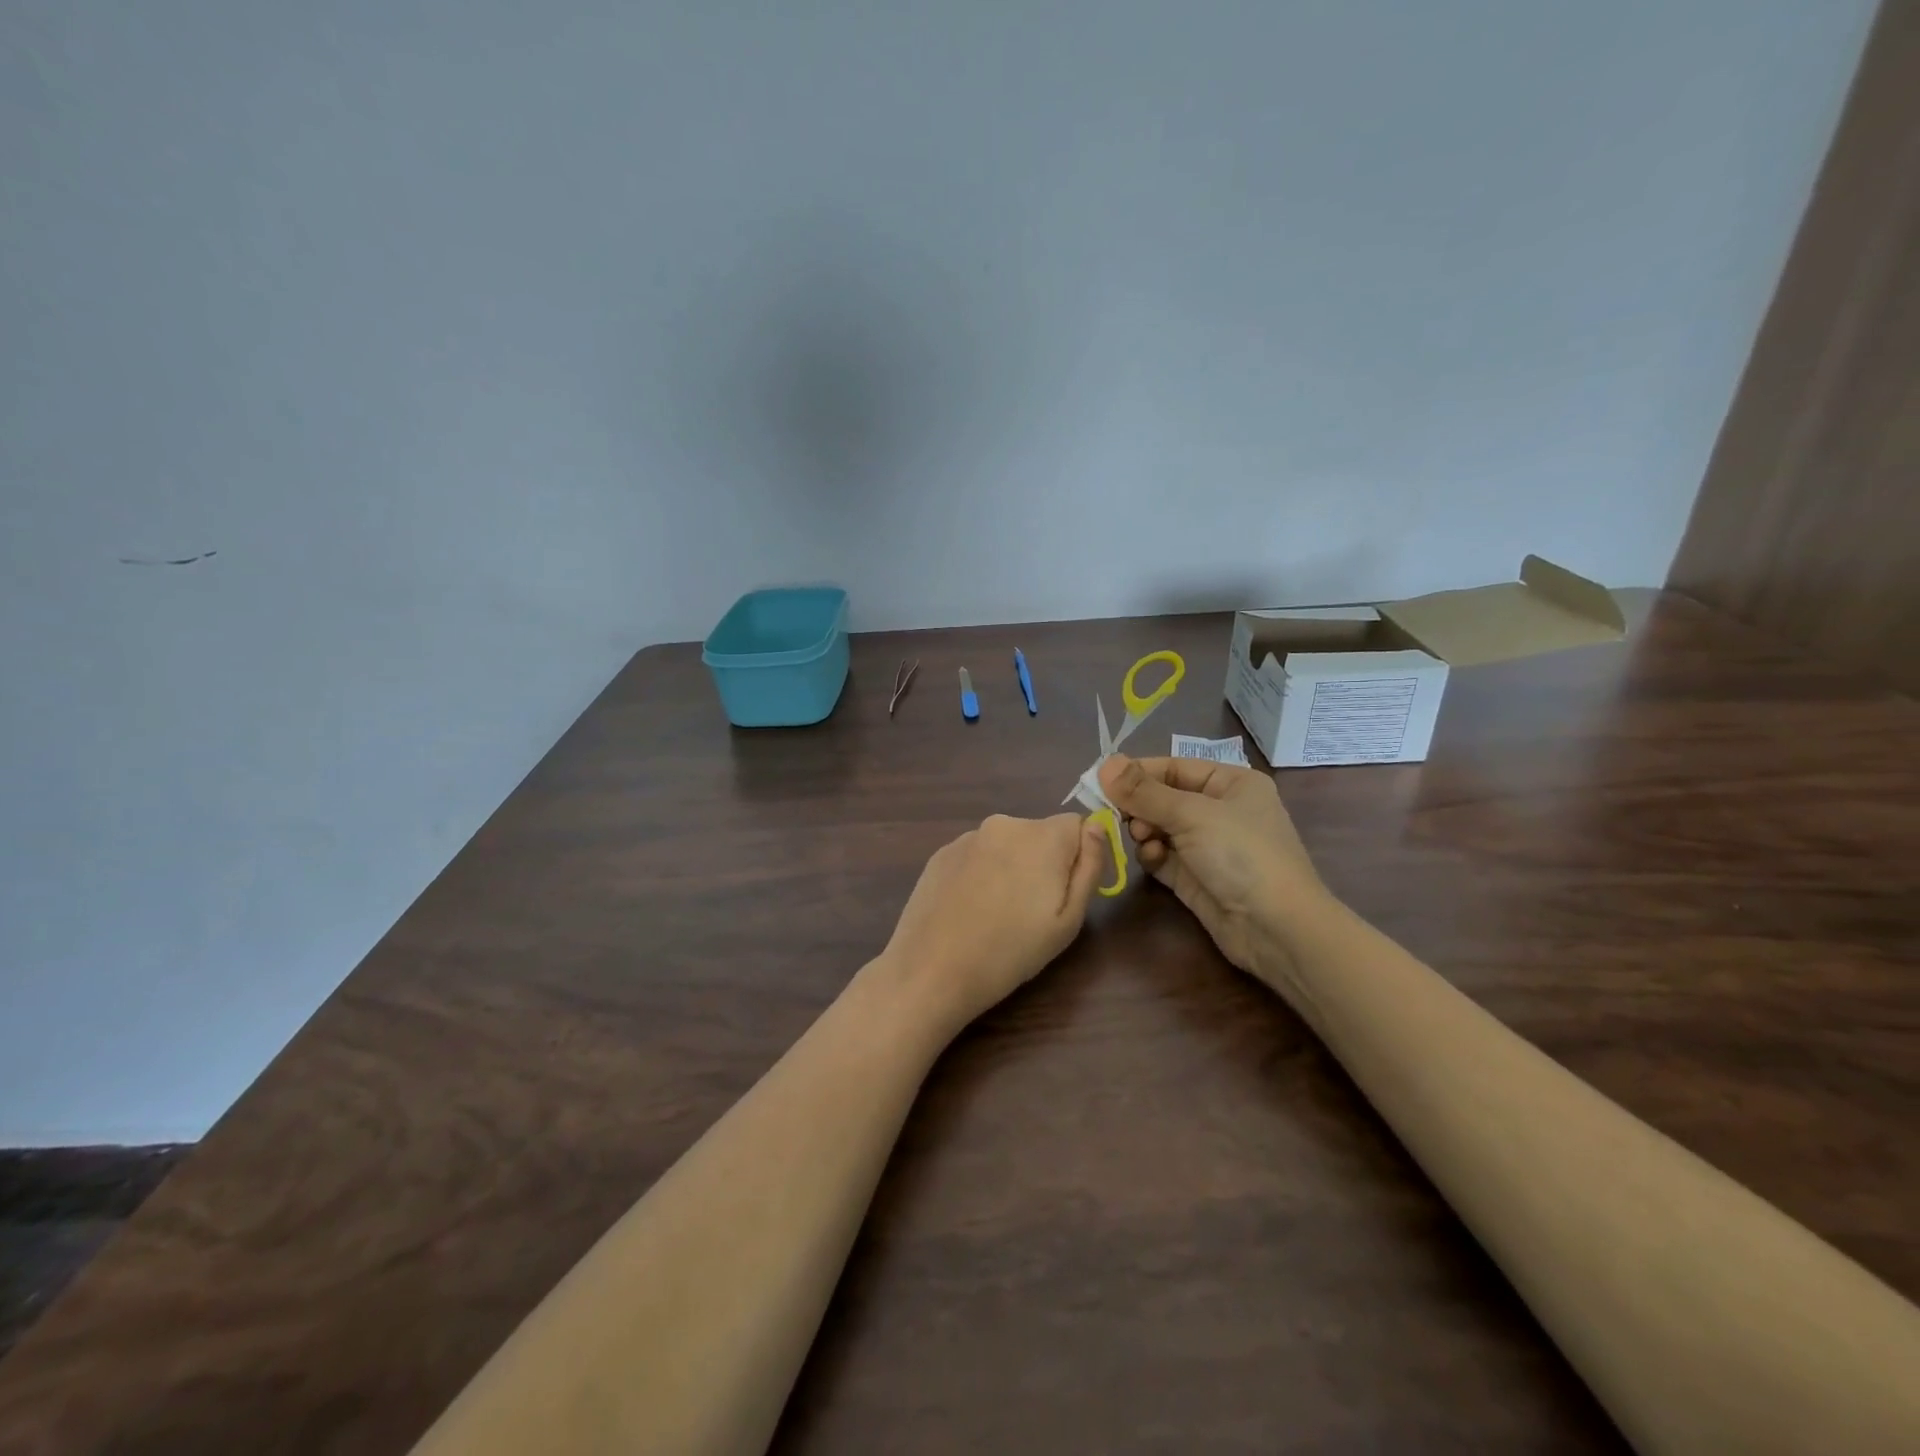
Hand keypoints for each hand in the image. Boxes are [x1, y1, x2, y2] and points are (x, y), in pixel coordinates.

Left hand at [876, 813, 1106, 1037]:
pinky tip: (968, 910)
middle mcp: (1005, 824)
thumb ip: (1088, 868)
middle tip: (1031, 911)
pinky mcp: (940, 853)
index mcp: (1042, 836)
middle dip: (1044, 862)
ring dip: (1010, 867)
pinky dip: (980, 874)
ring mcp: (968, 836)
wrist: (931, 969)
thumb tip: (1097, 828)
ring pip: (1006, 845)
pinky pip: (976, 855)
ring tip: (996, 914)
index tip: (1064, 892)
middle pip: (1041, 834)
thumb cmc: (1010, 951)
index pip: (1078, 824)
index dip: (1078, 856)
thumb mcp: (1067, 921)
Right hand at [1098, 755, 1330, 973]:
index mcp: (1231, 783)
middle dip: (1139, 805)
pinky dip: (1152, 856)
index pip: (1174, 767)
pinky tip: (1152, 860)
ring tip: (1141, 838)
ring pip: (1159, 827)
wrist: (1276, 929)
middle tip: (1117, 814)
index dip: (1138, 772)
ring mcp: (1207, 846)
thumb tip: (1104, 764)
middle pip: (1163, 797)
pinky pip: (1162, 857)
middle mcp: (1220, 810)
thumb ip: (1144, 791)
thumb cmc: (1242, 854)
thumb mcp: (1192, 814)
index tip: (1101, 780)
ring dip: (1144, 830)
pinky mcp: (1194, 877)